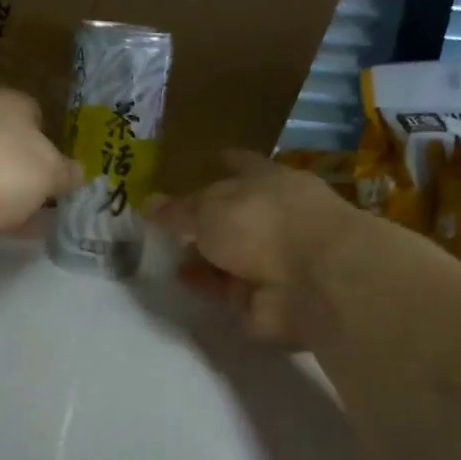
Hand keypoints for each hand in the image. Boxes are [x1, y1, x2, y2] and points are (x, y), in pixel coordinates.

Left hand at [0, 88, 81, 265]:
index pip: (33, 115)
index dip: (51, 142)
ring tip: (33, 229)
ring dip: (2, 202)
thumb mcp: (47, 170)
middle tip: (54, 206)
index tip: (64, 173)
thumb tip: (78, 173)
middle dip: (26, 176)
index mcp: (5, 104)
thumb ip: (64, 173)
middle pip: (7, 150)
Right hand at [150, 151, 371, 344]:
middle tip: (161, 221)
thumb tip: (147, 203)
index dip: (221, 163)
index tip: (202, 161)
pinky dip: (206, 286)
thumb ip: (177, 209)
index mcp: (267, 181)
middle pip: (230, 215)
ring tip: (159, 254)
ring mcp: (270, 260)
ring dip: (199, 257)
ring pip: (227, 255)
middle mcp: (271, 217)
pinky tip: (178, 281)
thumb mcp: (208, 207)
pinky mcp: (264, 298)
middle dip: (200, 219)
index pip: (239, 165)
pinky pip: (226, 290)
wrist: (313, 282)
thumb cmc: (263, 223)